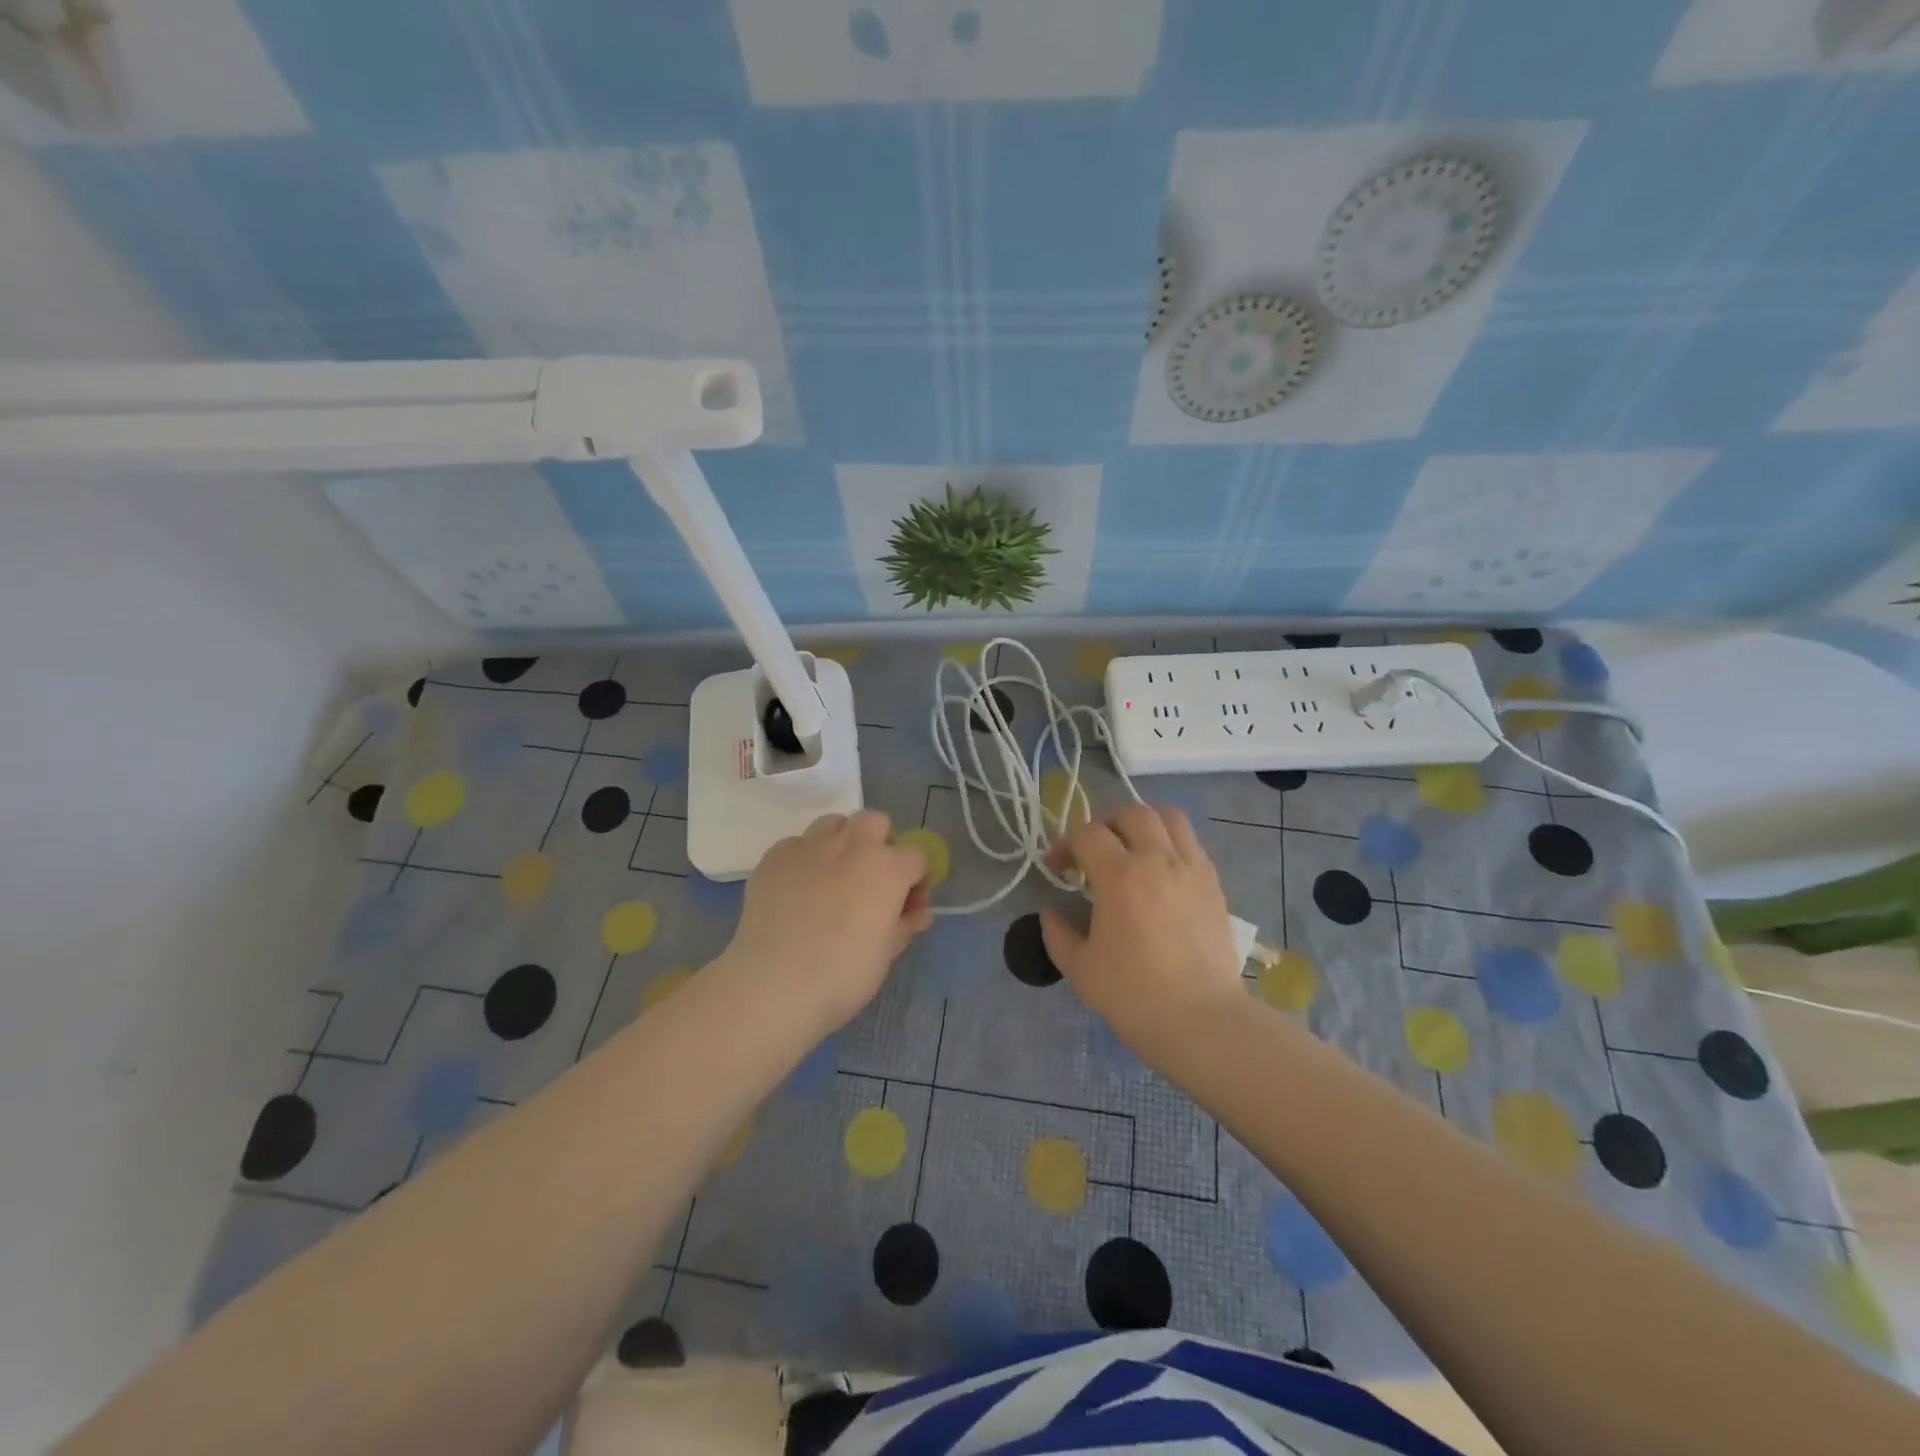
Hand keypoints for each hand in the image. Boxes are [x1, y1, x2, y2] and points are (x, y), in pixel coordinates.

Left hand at [721, 809, 932, 1038]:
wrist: (774, 983)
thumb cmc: (843, 975)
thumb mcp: (885, 954)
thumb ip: (905, 925)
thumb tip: (919, 912)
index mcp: (888, 868)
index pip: (916, 855)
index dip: (915, 878)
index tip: (905, 903)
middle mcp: (852, 846)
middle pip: (875, 822)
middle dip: (879, 842)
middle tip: (870, 879)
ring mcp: (810, 846)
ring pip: (833, 823)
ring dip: (841, 841)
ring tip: (832, 875)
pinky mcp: (775, 856)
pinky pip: (796, 844)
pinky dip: (803, 859)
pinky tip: (796, 889)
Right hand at [1041, 803, 1244, 1056]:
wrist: (1202, 1020)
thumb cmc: (1134, 995)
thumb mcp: (1080, 969)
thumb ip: (1058, 934)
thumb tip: (1051, 912)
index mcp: (1120, 875)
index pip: (1087, 834)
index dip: (1066, 845)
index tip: (1058, 868)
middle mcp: (1158, 859)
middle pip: (1132, 813)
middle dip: (1106, 824)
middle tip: (1095, 852)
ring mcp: (1192, 868)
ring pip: (1169, 817)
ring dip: (1144, 823)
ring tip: (1132, 848)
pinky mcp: (1214, 884)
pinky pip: (1191, 843)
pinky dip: (1170, 843)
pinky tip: (1160, 872)